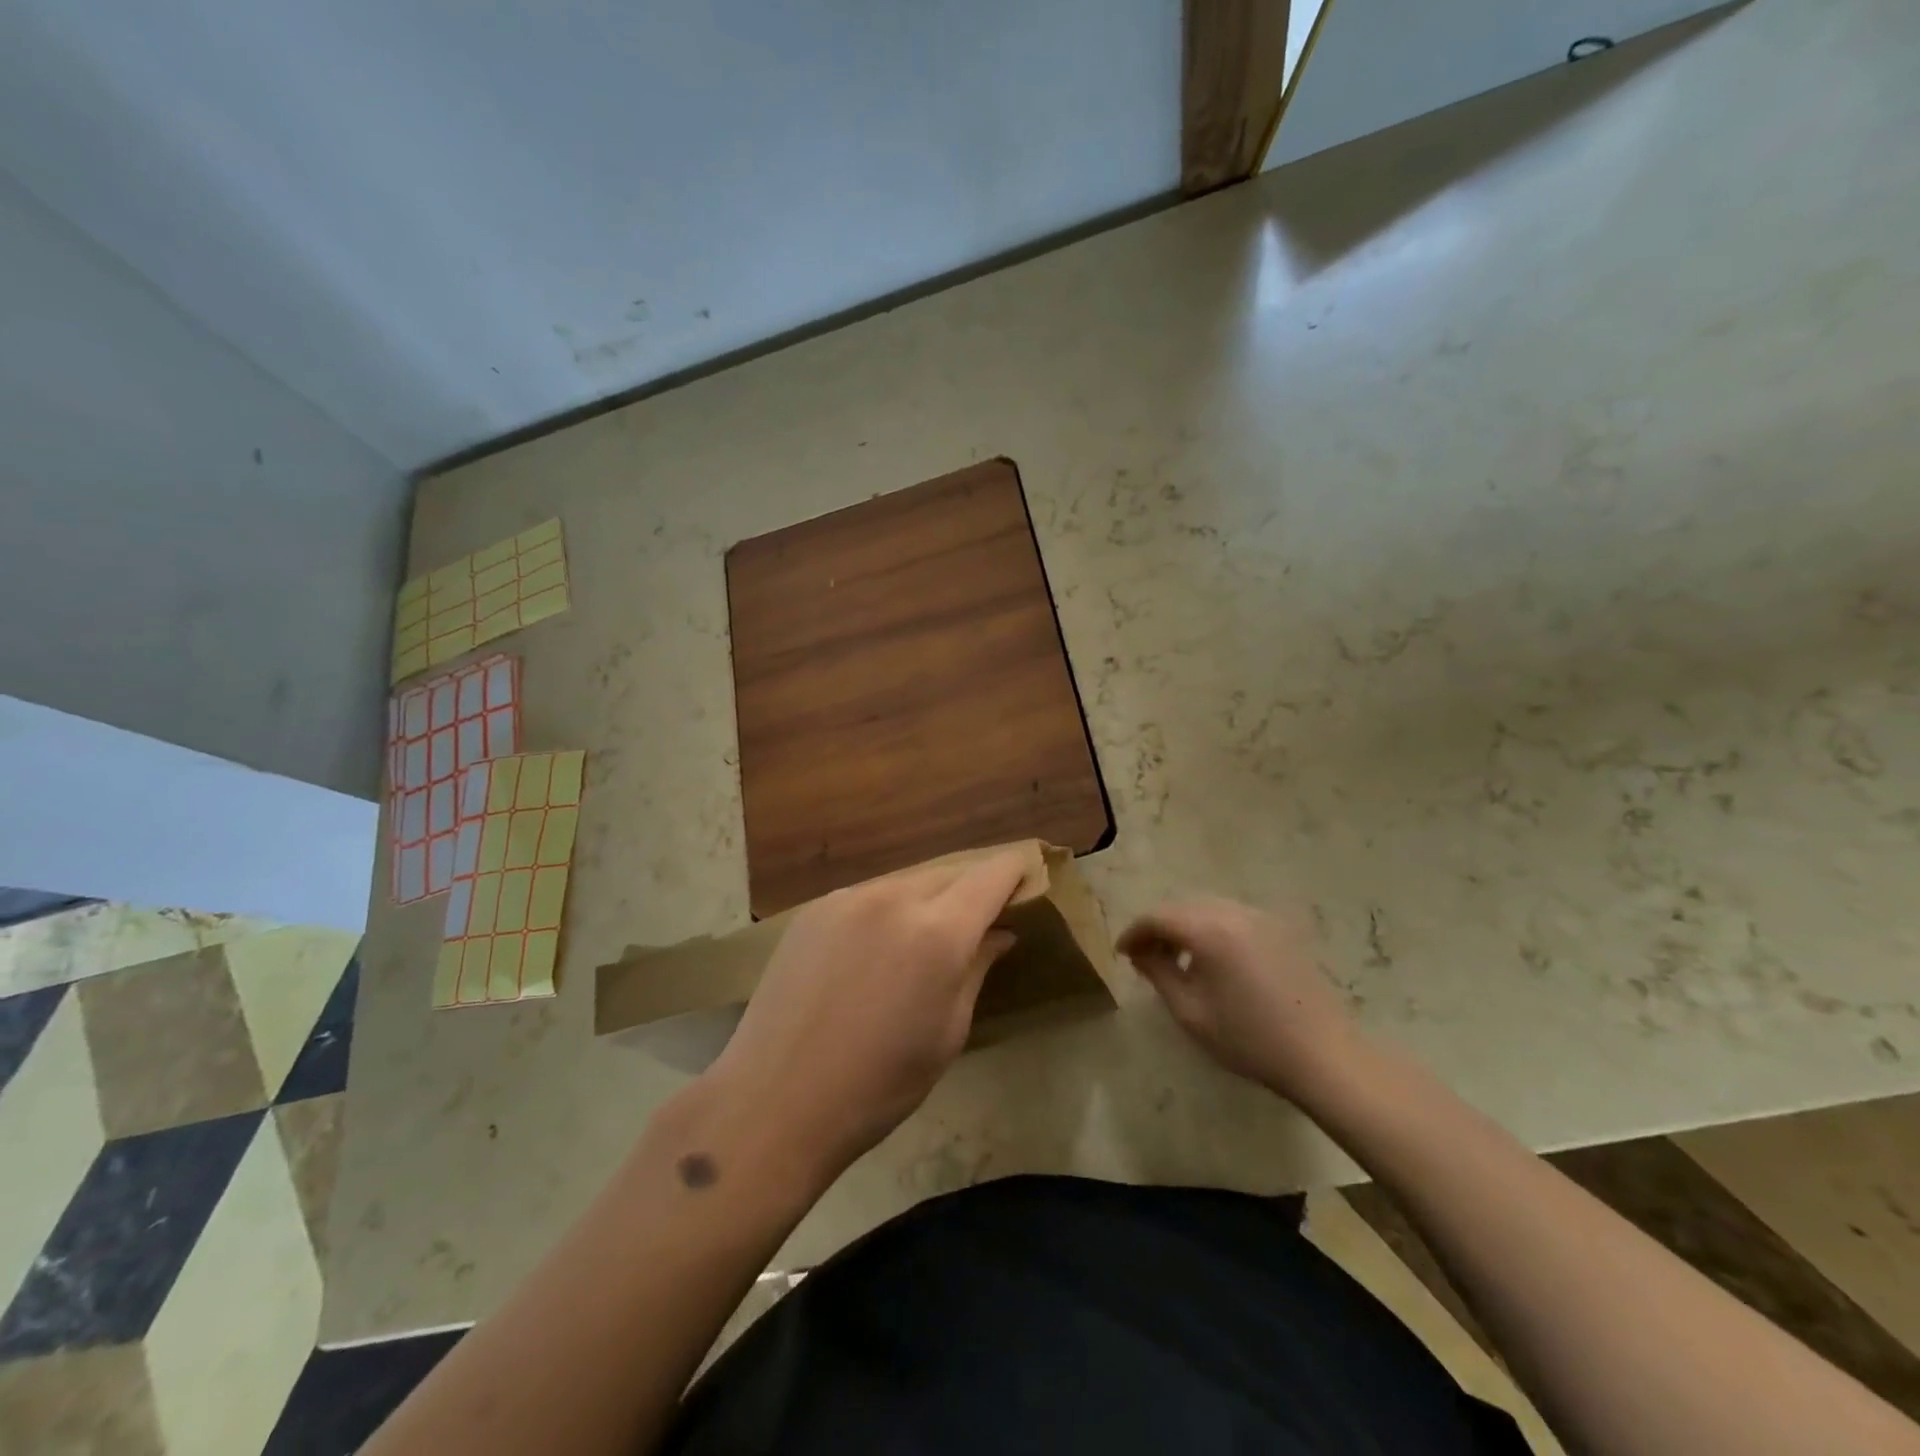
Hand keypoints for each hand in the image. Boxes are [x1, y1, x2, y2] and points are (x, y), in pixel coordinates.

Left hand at [702, 852, 1026, 1186]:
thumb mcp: (947, 1033)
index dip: (1013, 872)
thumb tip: (1000, 933)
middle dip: (971, 888)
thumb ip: (976, 969)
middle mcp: (894, 898)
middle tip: (981, 918)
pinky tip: (878, 946)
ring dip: (929, 898)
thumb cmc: (878, 1085)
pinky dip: (888, 908)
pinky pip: (869, 895)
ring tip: (927, 936)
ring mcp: (848, 899)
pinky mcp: (815, 909)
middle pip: (949, 873)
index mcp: (937, 932)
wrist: (775, 1100)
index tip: (1026, 880)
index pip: (990, 876)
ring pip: (907, 881)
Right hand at [1118, 897, 1367, 1104]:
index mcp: (1209, 929)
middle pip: (1182, 906)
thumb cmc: (1249, 1038)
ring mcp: (1261, 918)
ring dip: (1185, 926)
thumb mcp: (1191, 1011)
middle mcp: (1234, 912)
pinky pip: (1232, 917)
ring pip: (1208, 908)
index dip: (1134, 932)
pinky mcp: (1280, 930)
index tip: (1122, 954)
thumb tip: (1141, 953)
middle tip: (1144, 956)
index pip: (1158, 916)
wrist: (1323, 1055)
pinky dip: (1211, 929)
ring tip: (1176, 959)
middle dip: (1158, 927)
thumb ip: (1159, 973)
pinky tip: (1211, 960)